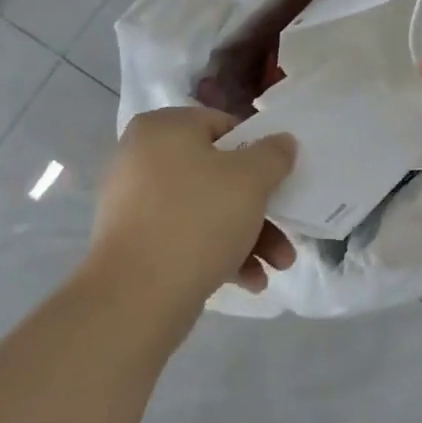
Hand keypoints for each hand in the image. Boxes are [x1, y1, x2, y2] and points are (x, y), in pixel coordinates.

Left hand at [86, 107, 296, 308]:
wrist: (136, 296)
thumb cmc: (198, 219)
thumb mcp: (250, 179)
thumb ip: (273, 154)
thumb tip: (281, 141)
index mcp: (163, 128)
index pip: (222, 126)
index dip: (257, 152)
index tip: (279, 180)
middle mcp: (142, 158)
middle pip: (217, 175)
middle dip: (259, 208)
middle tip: (287, 232)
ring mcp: (134, 203)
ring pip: (205, 210)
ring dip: (248, 236)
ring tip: (278, 267)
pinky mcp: (134, 243)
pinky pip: (185, 237)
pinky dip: (219, 254)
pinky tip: (250, 282)